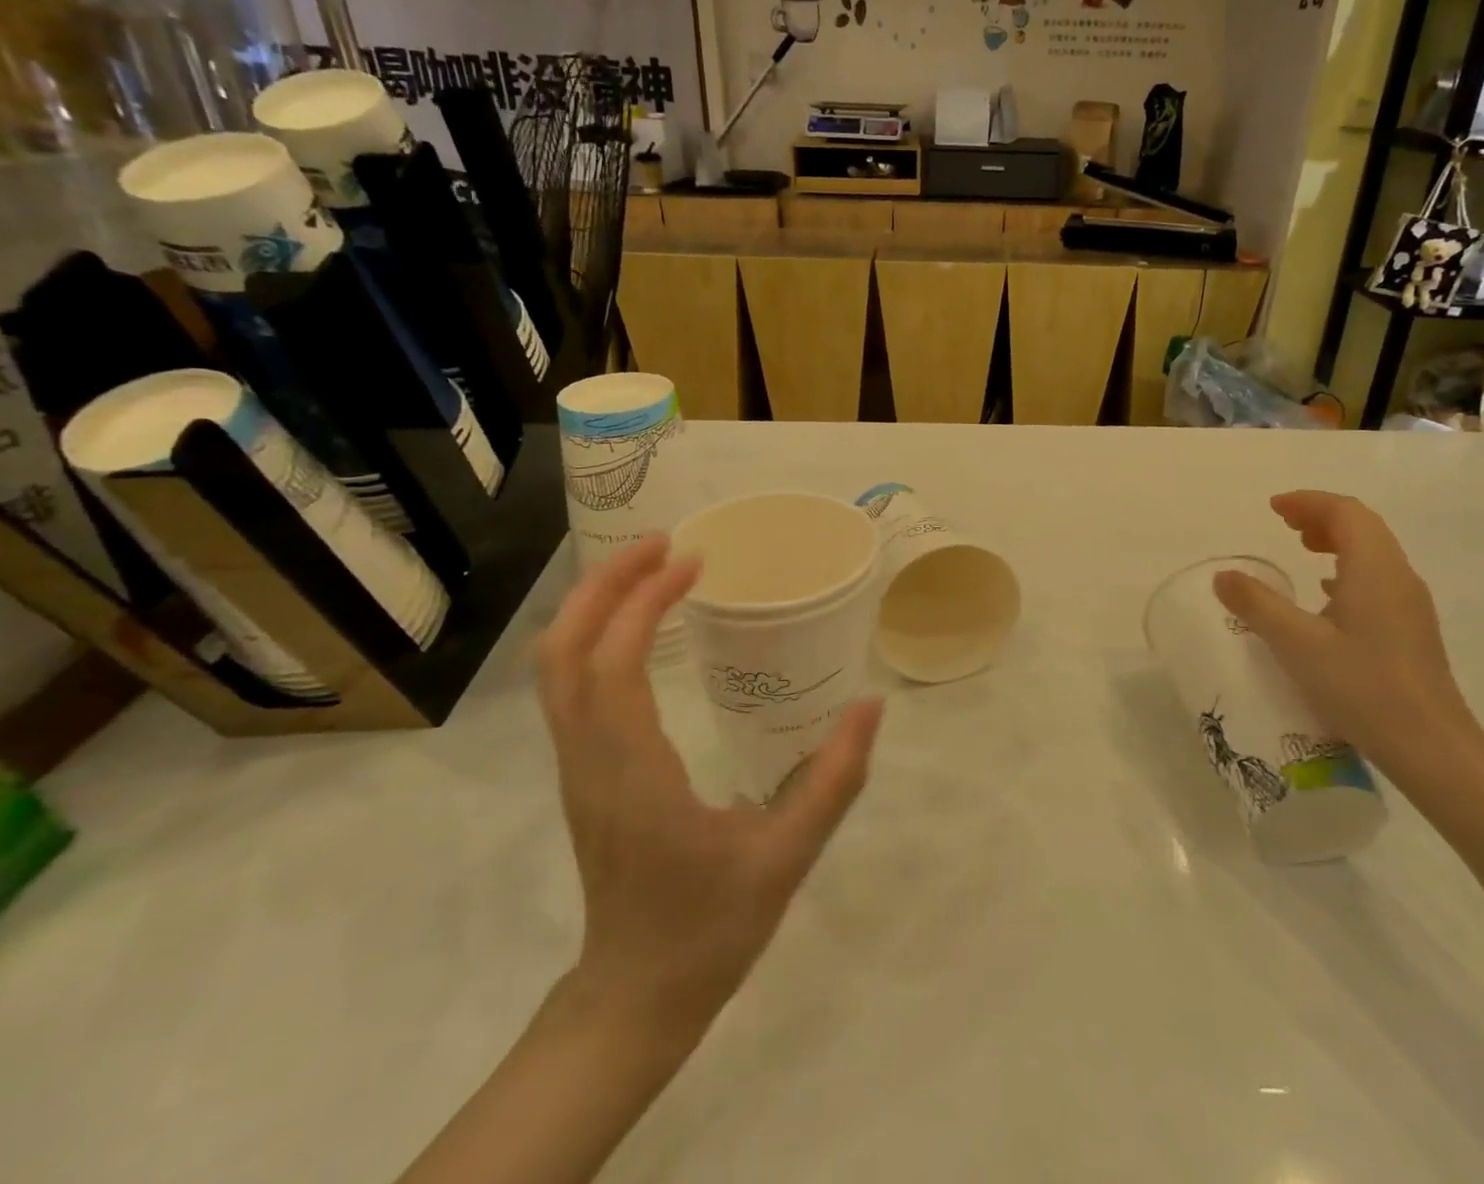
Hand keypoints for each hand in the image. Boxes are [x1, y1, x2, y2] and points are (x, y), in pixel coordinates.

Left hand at [537, 538, 883, 1040]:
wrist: (635, 998)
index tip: (693, 563)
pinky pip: (568, 688)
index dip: (641, 601)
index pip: (611, 666)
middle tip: (664, 543)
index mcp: (633, 775)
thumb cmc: (709, 929)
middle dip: (605, 585)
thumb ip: (835, 780)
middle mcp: (589, 761)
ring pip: (554, 668)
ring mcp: (576, 768)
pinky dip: (592, 637)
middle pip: (563, 652)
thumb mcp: (787, 858)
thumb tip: (871, 705)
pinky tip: (637, 626)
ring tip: (650, 568)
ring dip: (593, 606)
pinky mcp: (582, 774)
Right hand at [1213, 492, 1483, 786]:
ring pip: (1373, 553)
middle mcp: (1398, 577)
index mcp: (1375, 569)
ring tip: (1302, 548)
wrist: (1433, 749)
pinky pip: (1377, 579)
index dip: (1308, 502)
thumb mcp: (1297, 644)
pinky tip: (1326, 596)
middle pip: (1363, 527)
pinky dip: (1347, 570)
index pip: (1345, 513)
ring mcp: (1410, 605)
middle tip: (1284, 524)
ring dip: (1337, 541)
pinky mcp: (1411, 630)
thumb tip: (1224, 575)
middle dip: (1321, 516)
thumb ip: (1256, 605)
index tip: (1273, 508)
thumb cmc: (1363, 687)